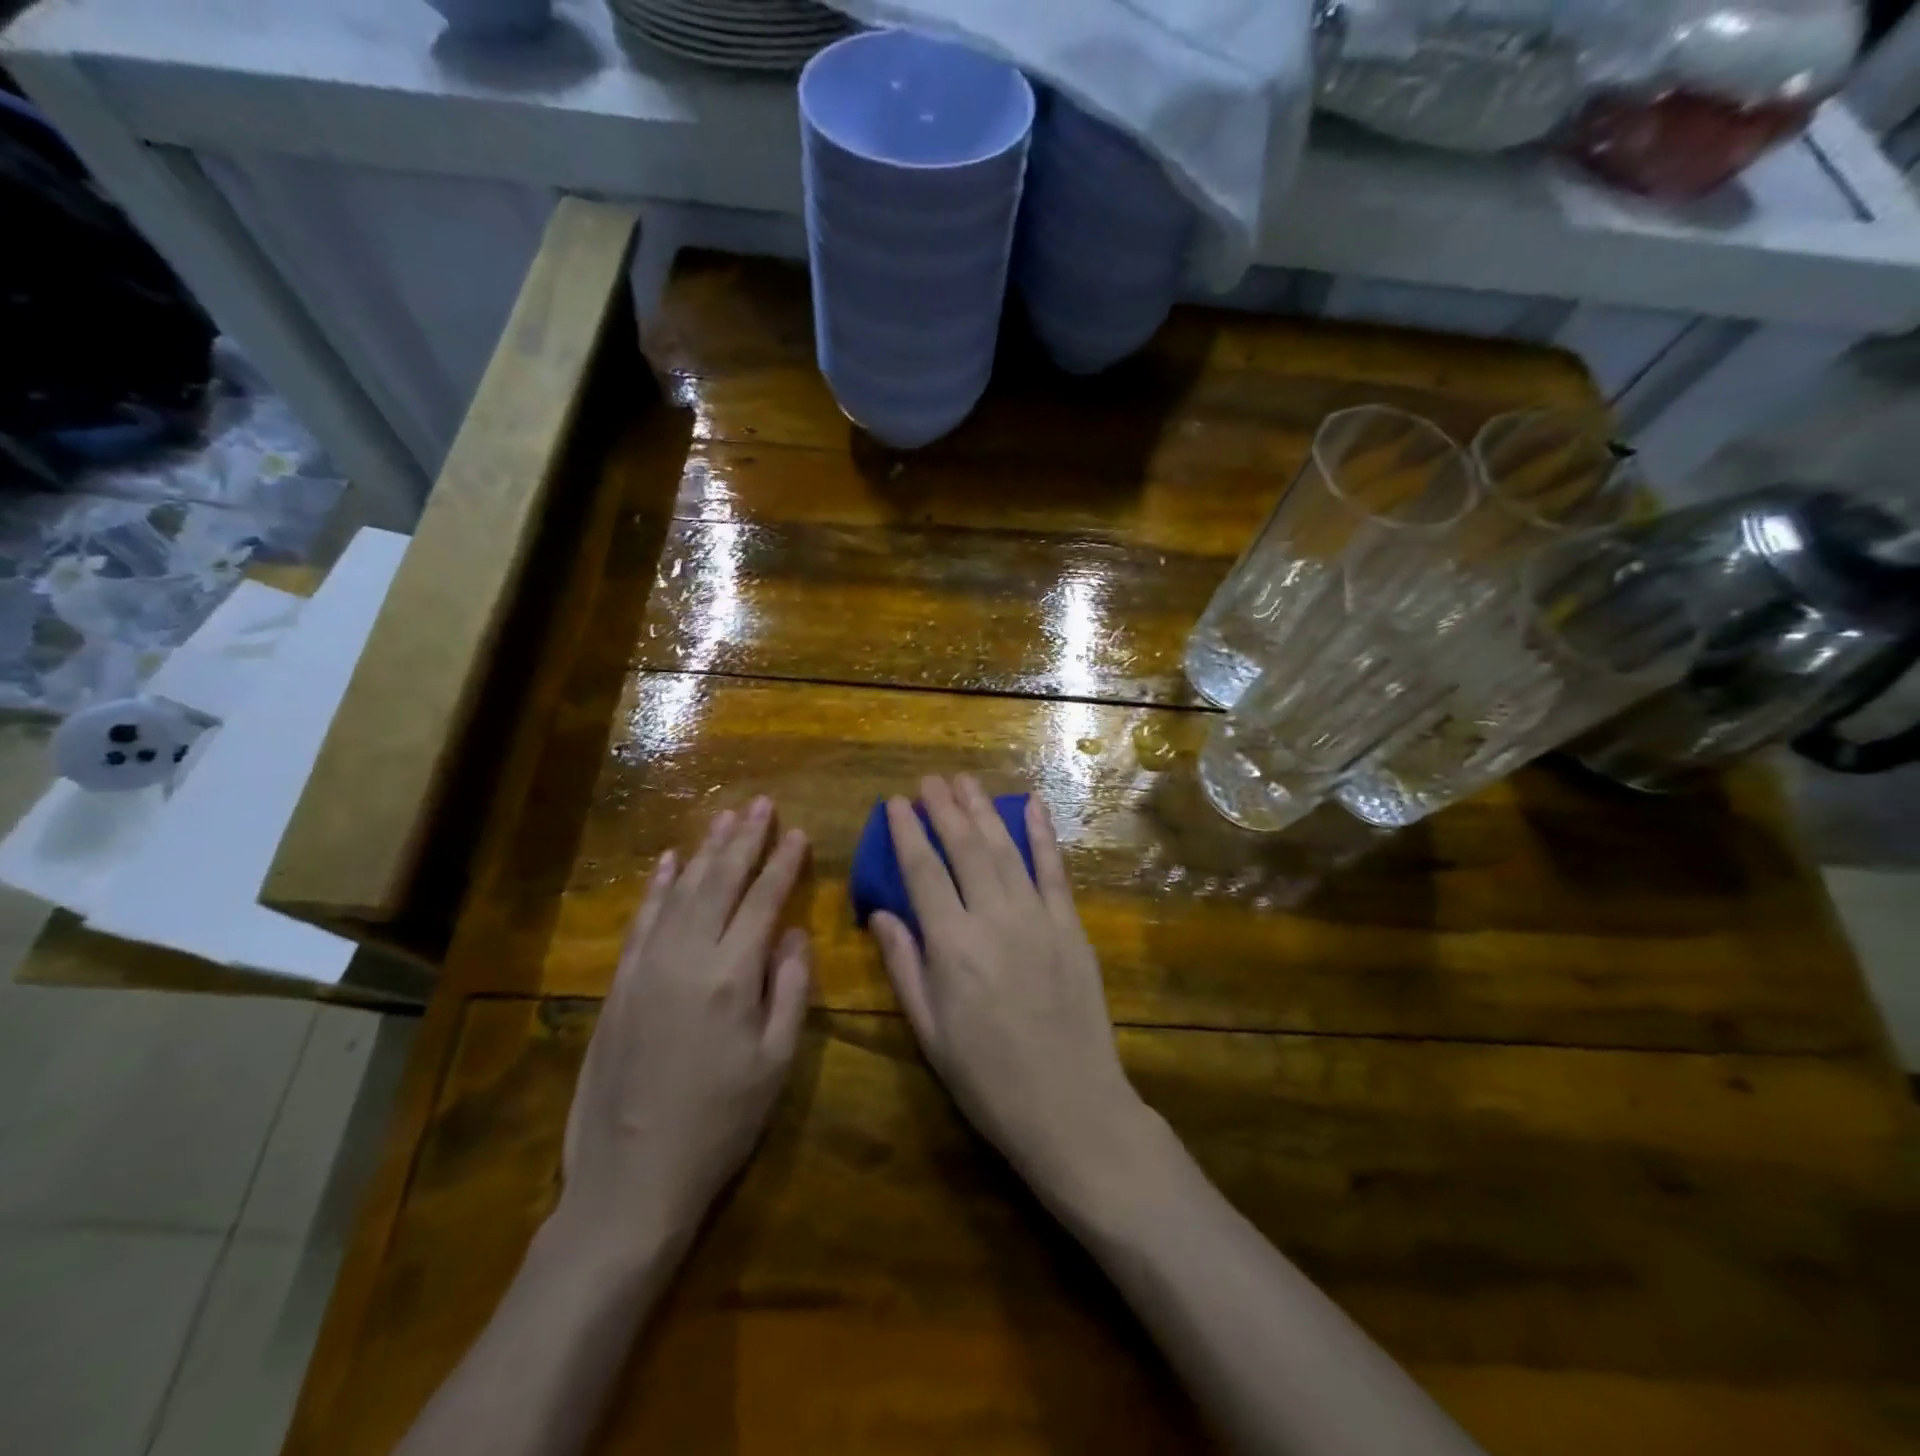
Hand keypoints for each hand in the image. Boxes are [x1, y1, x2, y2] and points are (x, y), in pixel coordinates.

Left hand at [559, 798, 811, 1249]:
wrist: (632, 1178)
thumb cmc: (720, 1124)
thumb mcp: (776, 1064)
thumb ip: (790, 990)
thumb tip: (795, 934)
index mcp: (732, 976)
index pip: (763, 901)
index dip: (782, 863)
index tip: (796, 831)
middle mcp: (687, 956)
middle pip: (720, 882)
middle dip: (744, 839)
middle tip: (760, 803)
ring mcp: (647, 967)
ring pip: (681, 891)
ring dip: (704, 851)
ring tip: (725, 818)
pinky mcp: (619, 984)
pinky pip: (642, 920)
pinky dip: (657, 887)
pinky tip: (668, 861)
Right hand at [869, 776, 1152, 1202]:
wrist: (1071, 1108)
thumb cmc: (987, 1079)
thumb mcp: (930, 1032)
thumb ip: (904, 966)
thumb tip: (881, 912)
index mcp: (951, 946)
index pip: (922, 872)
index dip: (908, 833)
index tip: (896, 803)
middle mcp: (993, 919)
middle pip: (964, 849)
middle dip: (944, 809)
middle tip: (929, 780)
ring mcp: (1038, 919)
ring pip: (1004, 850)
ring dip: (983, 811)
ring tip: (965, 781)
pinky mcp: (1071, 927)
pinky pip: (1054, 871)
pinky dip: (1042, 835)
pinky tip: (1031, 805)